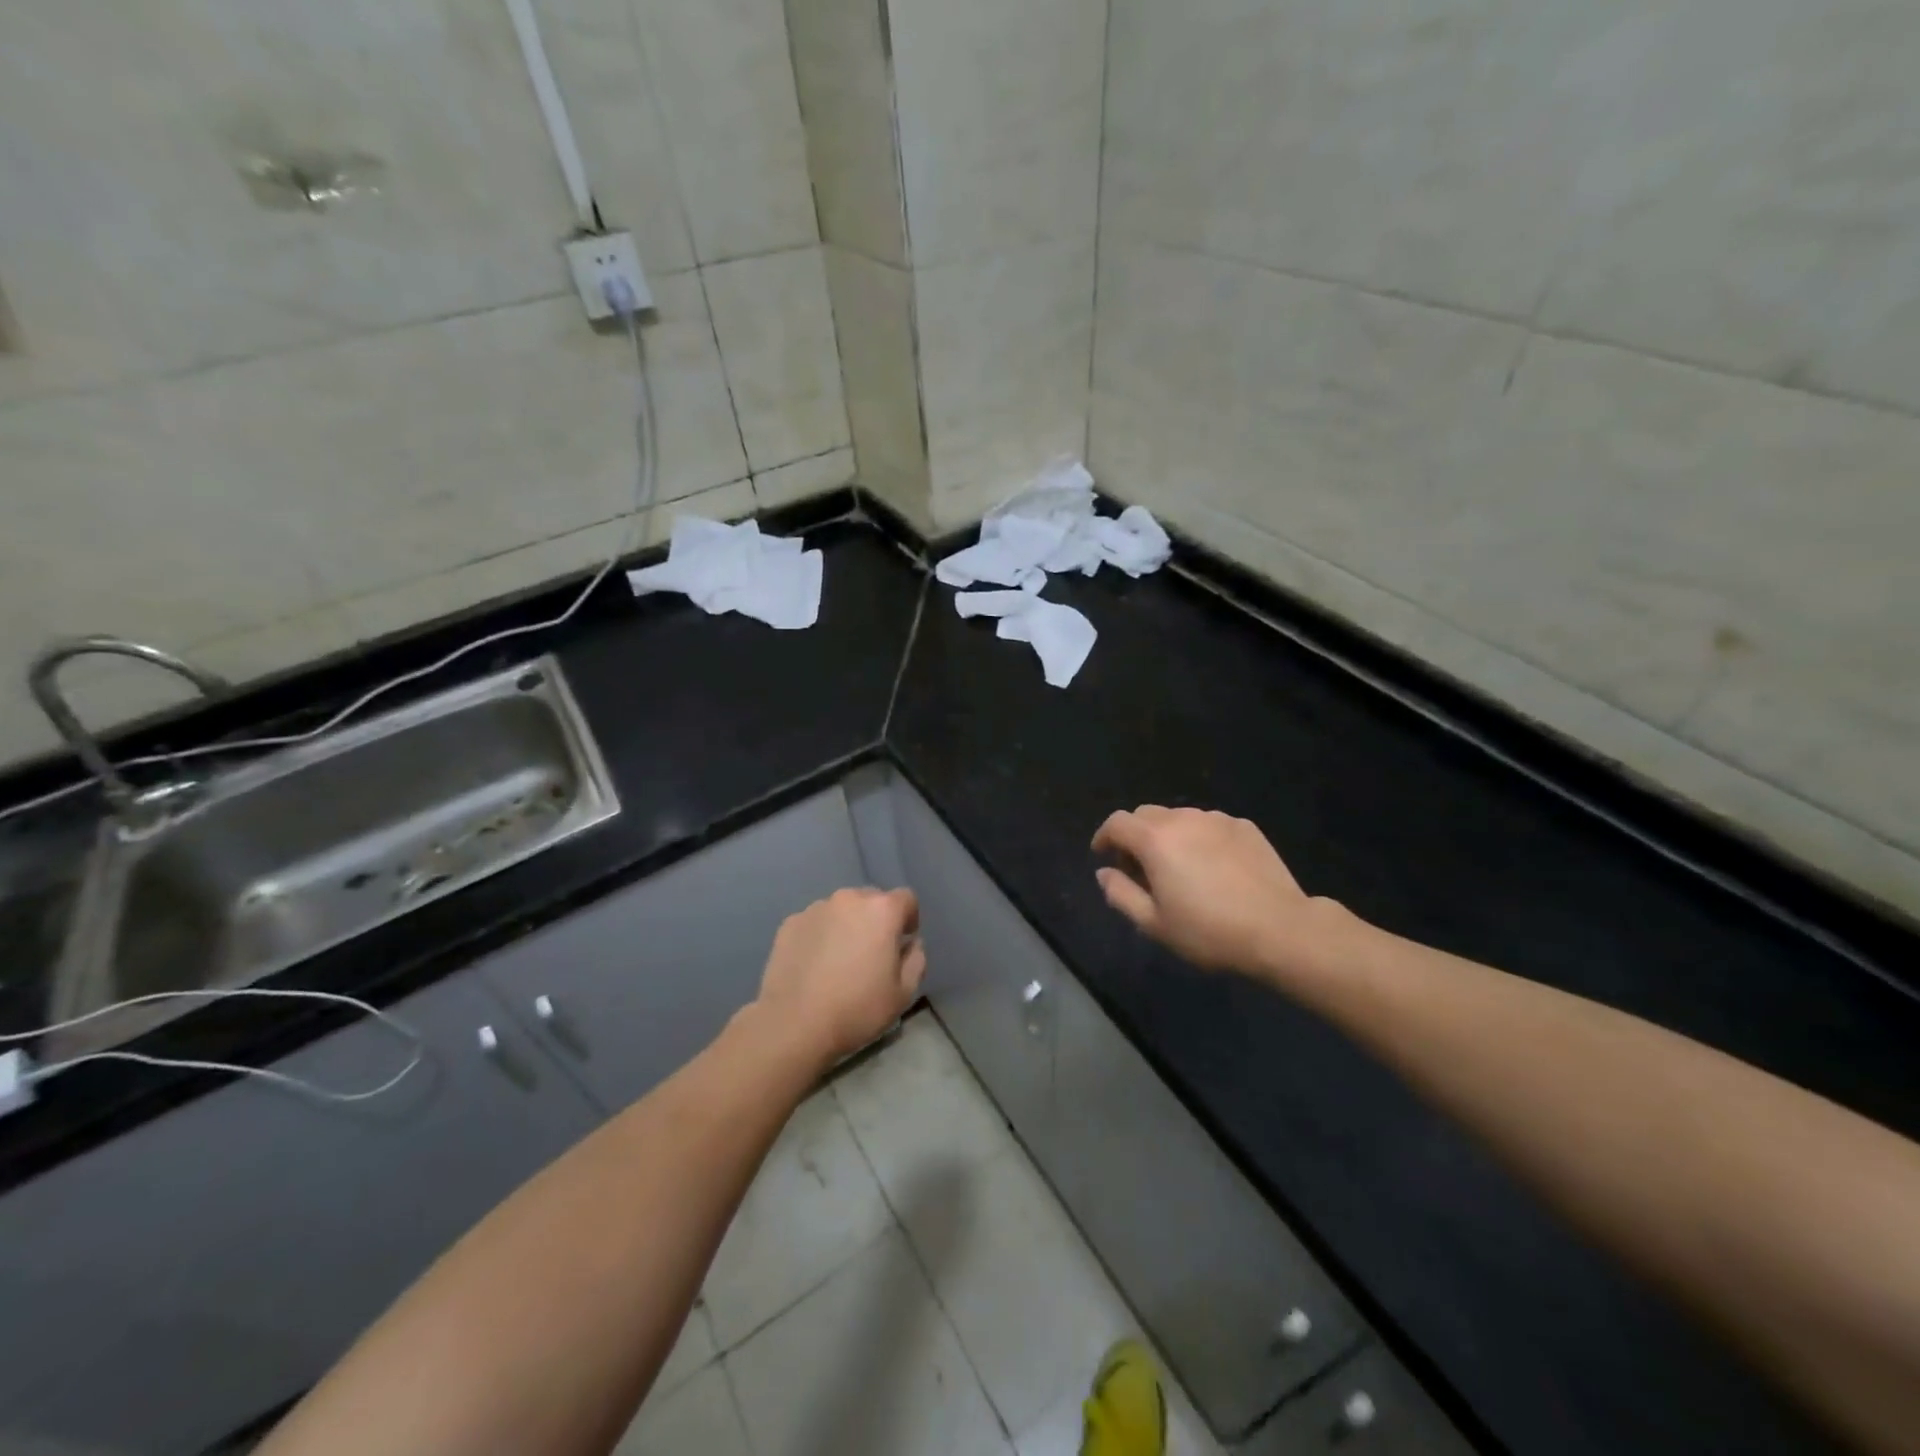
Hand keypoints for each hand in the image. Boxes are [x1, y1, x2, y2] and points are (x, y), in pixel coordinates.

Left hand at [755, 888, 926, 1064]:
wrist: (793, 1024)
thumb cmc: (856, 1009)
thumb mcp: (903, 993)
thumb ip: (916, 960)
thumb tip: (911, 944)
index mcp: (881, 910)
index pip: (906, 899)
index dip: (909, 919)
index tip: (902, 943)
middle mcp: (849, 898)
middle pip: (872, 900)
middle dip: (877, 920)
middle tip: (871, 953)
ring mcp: (816, 908)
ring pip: (841, 910)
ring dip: (847, 925)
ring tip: (839, 960)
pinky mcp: (790, 922)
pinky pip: (816, 922)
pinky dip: (820, 935)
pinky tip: (814, 965)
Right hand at [1091, 806, 1339, 981]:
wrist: (1280, 929)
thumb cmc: (1209, 931)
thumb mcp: (1154, 923)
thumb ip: (1120, 894)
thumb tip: (1104, 872)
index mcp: (1155, 840)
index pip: (1117, 823)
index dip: (1104, 837)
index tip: (1103, 856)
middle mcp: (1183, 819)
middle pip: (1145, 814)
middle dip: (1134, 835)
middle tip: (1139, 868)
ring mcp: (1217, 819)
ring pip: (1179, 818)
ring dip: (1167, 836)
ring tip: (1178, 868)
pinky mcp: (1244, 826)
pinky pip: (1209, 825)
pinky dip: (1199, 839)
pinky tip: (1212, 867)